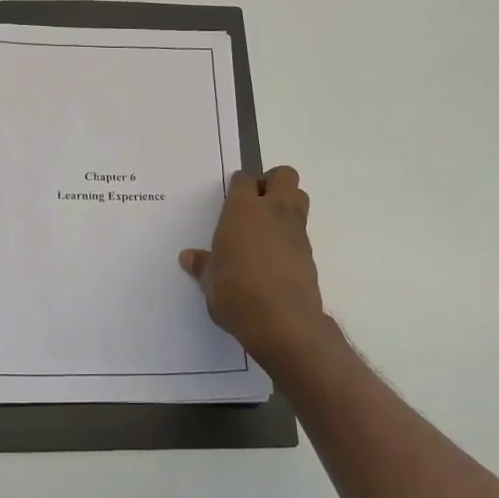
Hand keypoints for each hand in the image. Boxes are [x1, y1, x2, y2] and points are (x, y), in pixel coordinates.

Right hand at [180, 167, 325, 368]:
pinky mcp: (310, 252)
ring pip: (300, 197)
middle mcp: (273, 212)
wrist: (282, 321)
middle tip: (255, 202)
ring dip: (287, 202)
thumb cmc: (235, 293)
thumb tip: (189, 258)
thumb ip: (202, 265)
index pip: (244, 180)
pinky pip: (302, 229)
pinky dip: (291, 233)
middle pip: (284, 176)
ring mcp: (296, 231)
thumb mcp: (210, 281)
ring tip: (267, 226)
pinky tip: (275, 255)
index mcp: (242, 211)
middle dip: (271, 182)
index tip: (231, 197)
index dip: (238, 186)